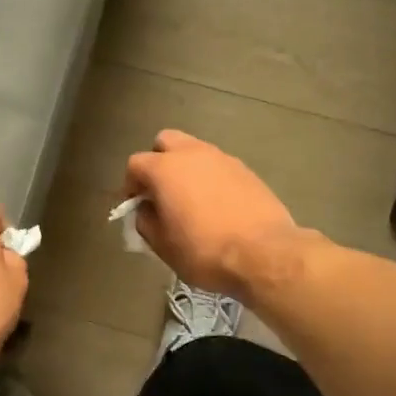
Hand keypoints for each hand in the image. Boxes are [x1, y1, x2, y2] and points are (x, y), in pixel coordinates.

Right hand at [123, 131, 298, 297]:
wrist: (264, 254)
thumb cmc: (204, 251)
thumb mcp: (162, 245)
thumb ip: (146, 221)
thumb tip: (146, 210)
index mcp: (165, 169)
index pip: (135, 164)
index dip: (130, 185)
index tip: (135, 205)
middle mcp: (192, 154)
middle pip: (165, 142)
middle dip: (158, 161)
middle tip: (161, 191)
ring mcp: (222, 158)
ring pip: (195, 151)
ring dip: (186, 168)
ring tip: (191, 199)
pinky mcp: (246, 170)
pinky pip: (218, 166)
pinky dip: (211, 178)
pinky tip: (217, 205)